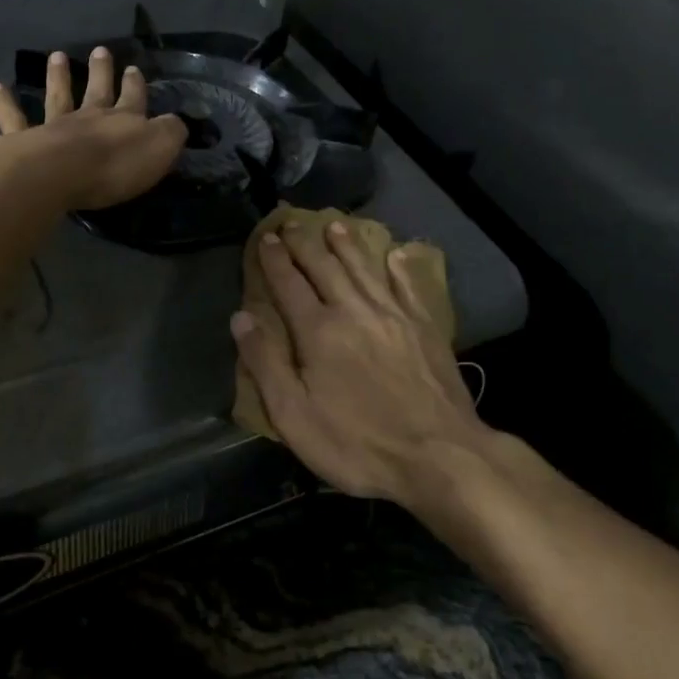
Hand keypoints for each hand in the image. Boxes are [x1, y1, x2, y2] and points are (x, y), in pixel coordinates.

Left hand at [0, 48, 185, 210]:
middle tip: (100, 50)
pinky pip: (12, 119)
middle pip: (97, 90)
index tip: (134, 69)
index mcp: (123, 120)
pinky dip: (4, 102)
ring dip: (58, 76)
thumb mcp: (159, 149)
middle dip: (101, 71)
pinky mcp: (24, 141)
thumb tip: (176, 122)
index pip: (134, 98)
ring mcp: (54, 126)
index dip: (135, 85)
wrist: (60, 173)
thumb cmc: (114, 166)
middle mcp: (89, 117)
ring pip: (58, 96)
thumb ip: (170, 133)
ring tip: (57, 55)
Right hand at [232, 218, 488, 505]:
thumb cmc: (357, 443)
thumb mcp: (294, 415)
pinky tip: (396, 254)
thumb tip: (240, 317)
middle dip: (305, 243)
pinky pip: (409, 286)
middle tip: (292, 223)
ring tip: (334, 226)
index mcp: (318, 330)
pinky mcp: (425, 328)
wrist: (438, 456)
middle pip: (325, 267)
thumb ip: (265, 362)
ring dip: (347, 246)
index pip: (289, 284)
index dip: (274, 259)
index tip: (265, 237)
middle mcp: (354, 310)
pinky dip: (400, 268)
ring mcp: (394, 315)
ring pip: (364, 269)